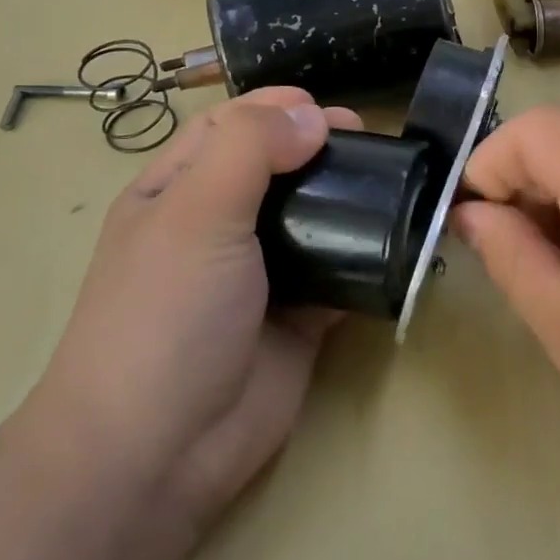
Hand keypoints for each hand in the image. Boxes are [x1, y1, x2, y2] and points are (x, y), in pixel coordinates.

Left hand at [23, 89, 360, 529]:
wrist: (161, 450)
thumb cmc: (165, 314)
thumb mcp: (195, 214)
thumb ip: (250, 151)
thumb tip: (311, 116)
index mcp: (176, 193)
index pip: (229, 128)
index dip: (276, 110)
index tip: (330, 111)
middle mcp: (217, 227)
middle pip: (277, 168)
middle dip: (320, 148)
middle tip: (370, 145)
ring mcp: (261, 275)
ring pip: (312, 219)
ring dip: (349, 199)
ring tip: (392, 186)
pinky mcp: (299, 317)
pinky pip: (340, 273)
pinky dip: (367, 258)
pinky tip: (398, 243)